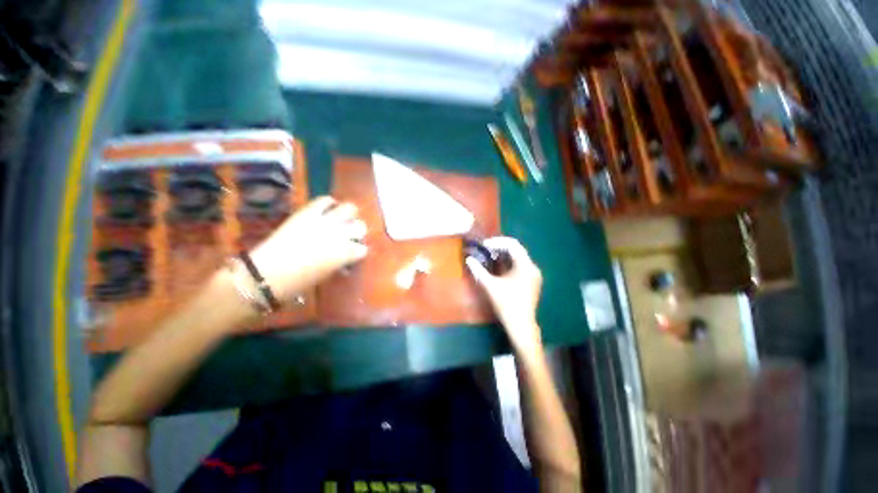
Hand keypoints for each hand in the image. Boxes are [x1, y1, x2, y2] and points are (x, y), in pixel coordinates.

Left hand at [250, 196, 367, 301]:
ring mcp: (325, 221)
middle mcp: (341, 234)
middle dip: (357, 231)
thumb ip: (340, 262)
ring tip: (340, 219)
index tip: (352, 255)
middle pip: (361, 226)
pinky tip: (326, 210)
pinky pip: (324, 200)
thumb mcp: (327, 274)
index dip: (358, 251)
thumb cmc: (299, 282)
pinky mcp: (308, 213)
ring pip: (350, 208)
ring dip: (348, 215)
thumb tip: (345, 257)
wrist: (267, 274)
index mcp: (347, 253)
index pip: (363, 248)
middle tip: (349, 236)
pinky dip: (329, 204)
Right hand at [466, 237, 542, 354]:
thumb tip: (468, 259)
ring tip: (490, 255)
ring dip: (504, 254)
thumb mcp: (490, 286)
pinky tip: (499, 266)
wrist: (521, 325)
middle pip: (516, 249)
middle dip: (500, 247)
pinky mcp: (532, 280)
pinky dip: (509, 262)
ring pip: (519, 257)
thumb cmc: (506, 305)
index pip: (512, 244)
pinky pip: (520, 265)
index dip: (497, 241)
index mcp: (525, 266)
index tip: (484, 245)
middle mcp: (532, 267)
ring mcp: (534, 274)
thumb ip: (479, 270)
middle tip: (485, 248)